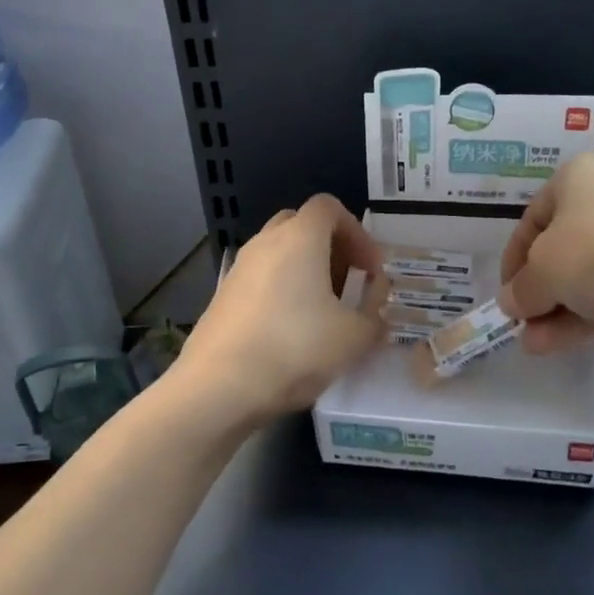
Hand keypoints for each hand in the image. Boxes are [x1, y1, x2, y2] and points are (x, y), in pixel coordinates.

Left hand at [177, 194, 387, 427]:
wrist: (219, 387)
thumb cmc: (295, 349)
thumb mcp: (354, 336)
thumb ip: (374, 312)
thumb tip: (375, 300)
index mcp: (300, 237)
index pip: (329, 207)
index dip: (357, 232)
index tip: (370, 269)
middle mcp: (265, 242)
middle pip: (301, 225)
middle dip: (329, 247)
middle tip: (347, 282)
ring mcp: (239, 268)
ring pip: (278, 252)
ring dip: (304, 270)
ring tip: (322, 311)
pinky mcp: (222, 296)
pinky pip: (260, 279)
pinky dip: (281, 290)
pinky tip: (290, 330)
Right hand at [498, 151, 593, 352]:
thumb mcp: (543, 272)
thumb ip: (521, 290)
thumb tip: (512, 303)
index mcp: (578, 175)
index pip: (531, 220)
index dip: (512, 263)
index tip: (507, 298)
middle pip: (562, 247)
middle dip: (540, 292)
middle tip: (525, 326)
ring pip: (591, 270)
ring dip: (561, 309)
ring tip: (539, 346)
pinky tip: (573, 339)